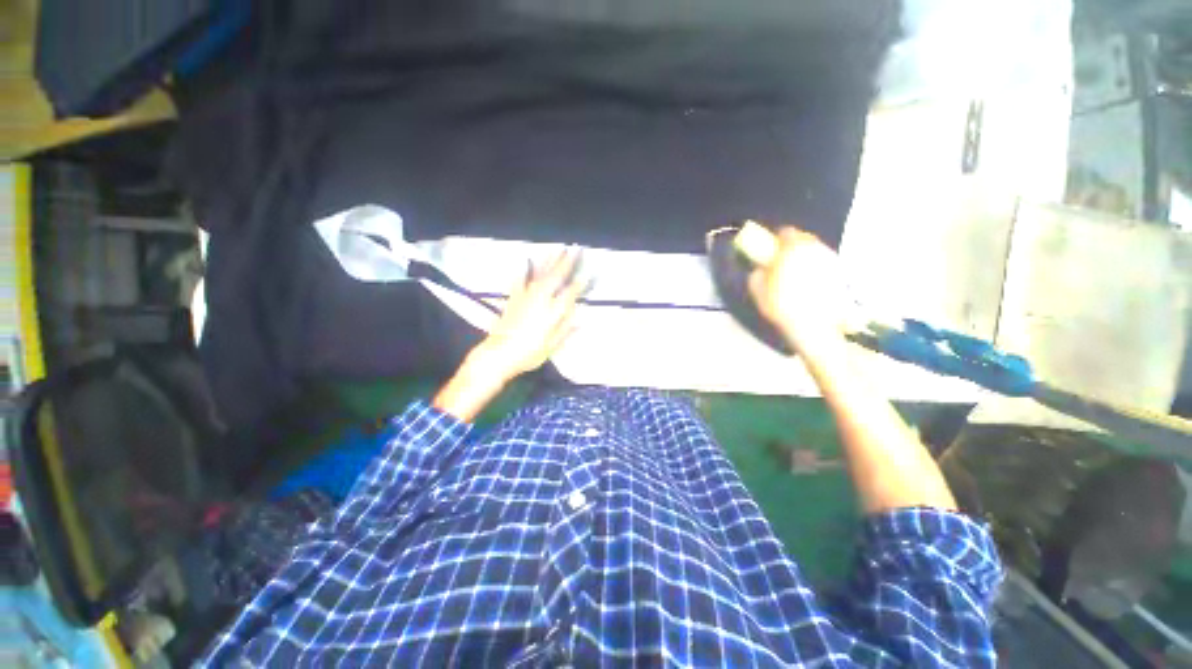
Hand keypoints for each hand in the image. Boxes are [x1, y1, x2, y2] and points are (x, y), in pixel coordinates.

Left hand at [472, 249, 584, 383]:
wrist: (499, 354)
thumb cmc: (528, 354)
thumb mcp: (551, 347)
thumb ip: (565, 330)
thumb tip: (580, 318)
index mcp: (552, 312)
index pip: (570, 294)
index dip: (580, 284)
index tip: (588, 273)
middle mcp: (540, 300)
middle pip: (555, 277)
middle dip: (566, 262)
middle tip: (575, 249)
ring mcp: (525, 297)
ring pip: (539, 274)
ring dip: (549, 261)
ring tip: (557, 249)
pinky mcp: (513, 299)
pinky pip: (520, 281)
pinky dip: (524, 271)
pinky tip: (526, 261)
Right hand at [747, 227, 848, 354]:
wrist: (814, 324)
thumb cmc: (782, 305)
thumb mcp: (758, 291)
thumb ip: (756, 275)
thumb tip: (759, 269)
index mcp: (793, 250)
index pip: (787, 232)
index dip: (777, 239)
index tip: (772, 249)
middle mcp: (815, 250)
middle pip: (804, 239)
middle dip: (793, 247)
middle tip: (783, 262)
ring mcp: (830, 261)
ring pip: (816, 251)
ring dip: (805, 258)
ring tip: (796, 275)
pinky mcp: (840, 274)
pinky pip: (825, 264)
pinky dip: (817, 269)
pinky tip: (810, 285)